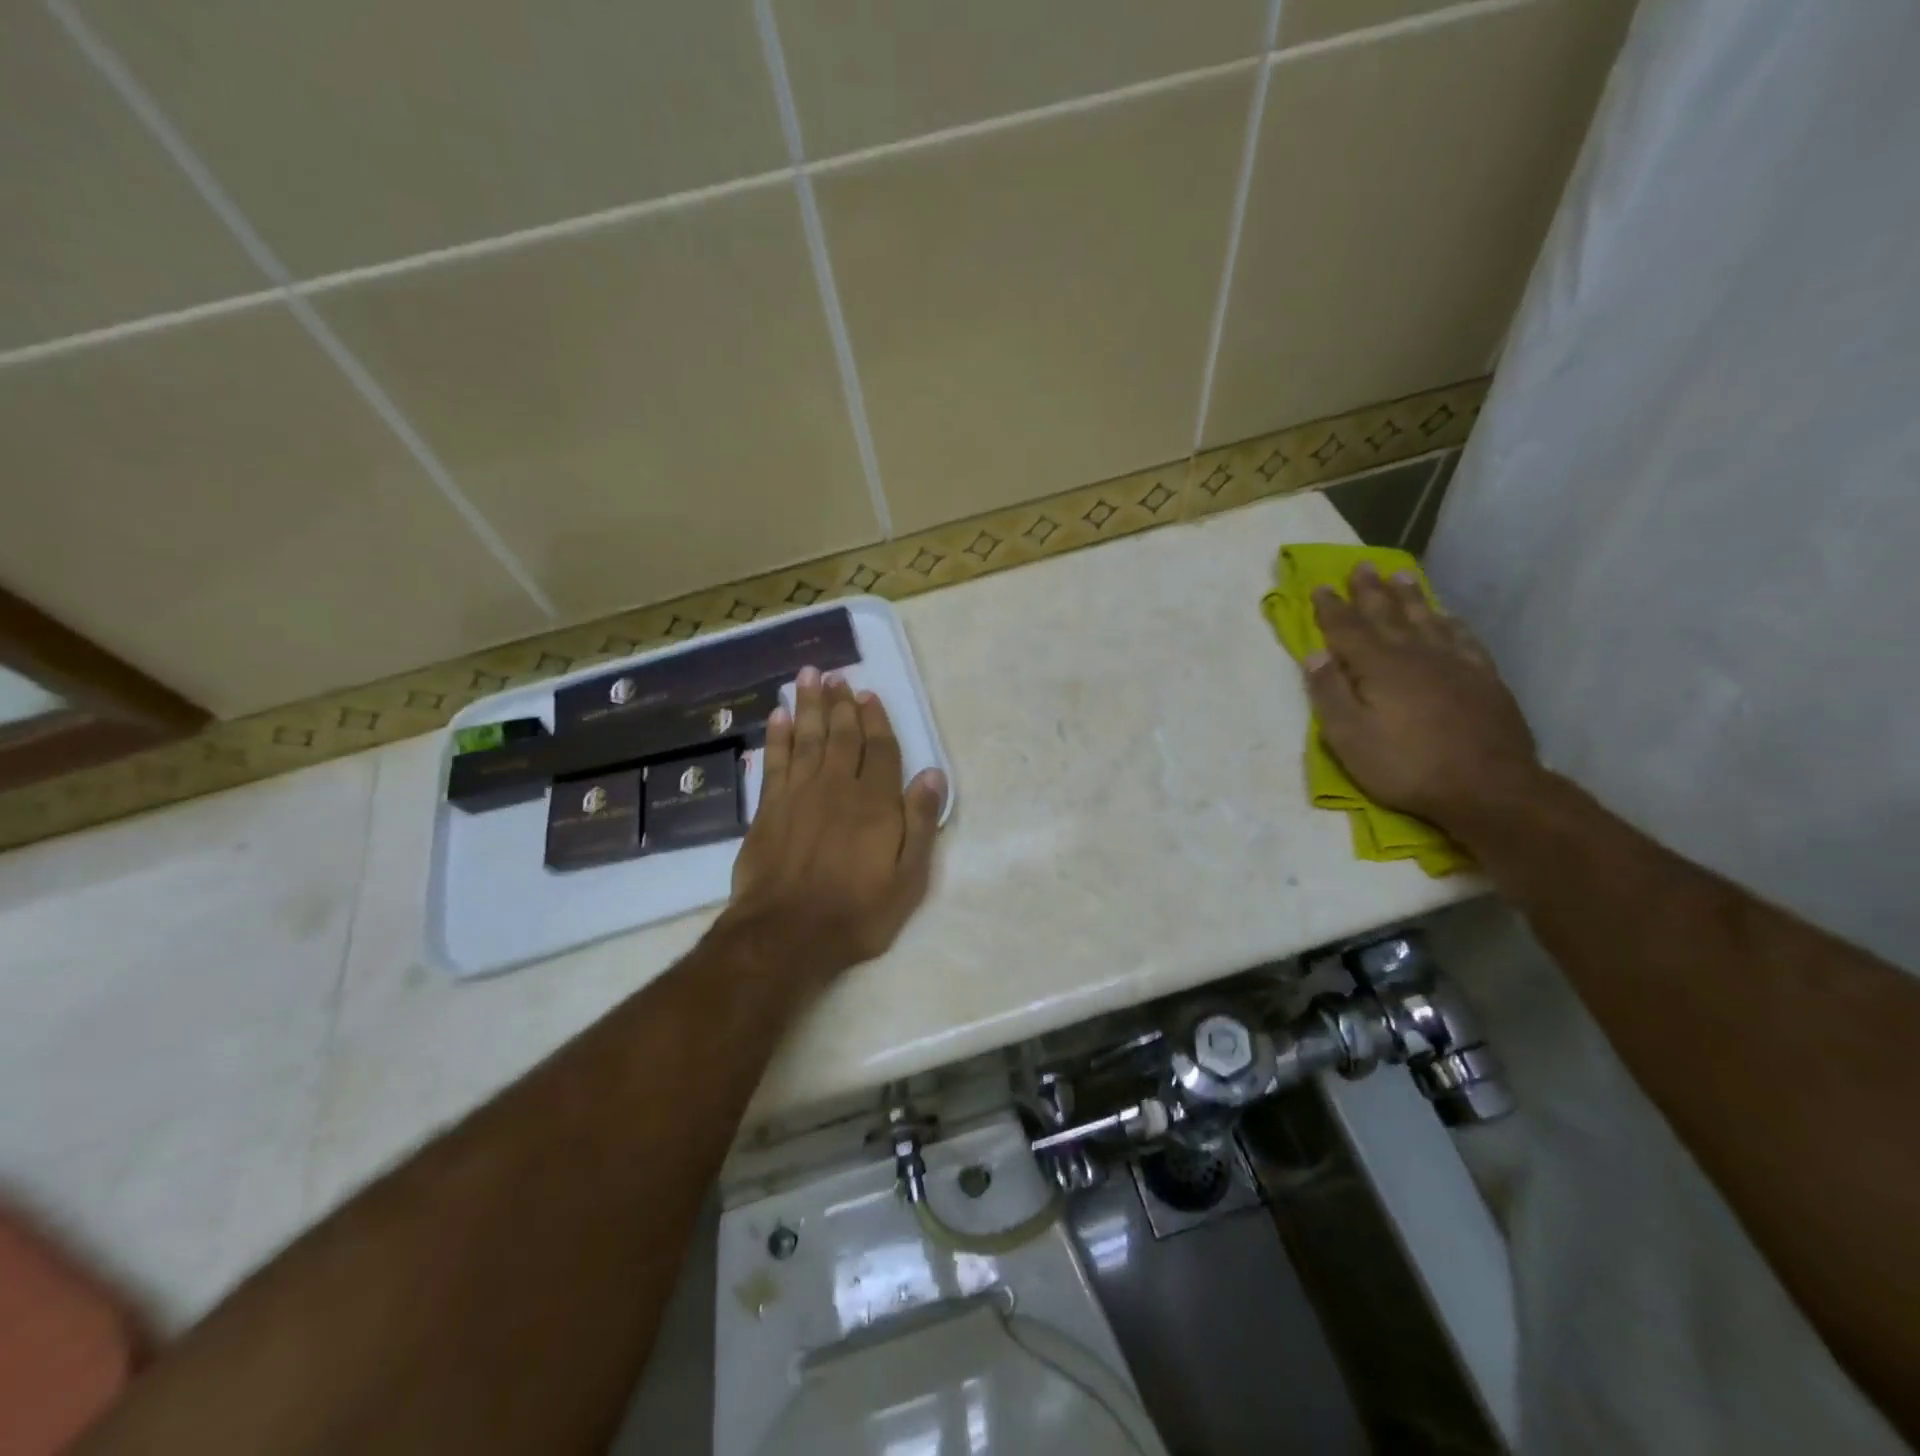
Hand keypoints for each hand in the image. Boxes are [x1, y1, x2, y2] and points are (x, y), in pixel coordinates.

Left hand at [719, 667, 946, 987]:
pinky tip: (778, 715)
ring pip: (807, 738)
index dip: (876, 720)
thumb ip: (920, 823)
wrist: (787, 934)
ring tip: (809, 677)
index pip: (880, 750)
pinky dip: (777, 736)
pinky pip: (774, 760)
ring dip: (809, 705)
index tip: (869, 694)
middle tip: (836, 675)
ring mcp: (799, 794)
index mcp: (876, 803)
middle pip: (842, 735)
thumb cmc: (856, 911)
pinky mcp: (768, 808)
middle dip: (841, 703)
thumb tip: (933, 775)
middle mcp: (838, 787)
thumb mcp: (907, 878)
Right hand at [1304, 563, 1539, 825]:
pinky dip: (1451, 623)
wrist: (1489, 788)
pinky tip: (1448, 618)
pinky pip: (1464, 639)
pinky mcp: (1484, 679)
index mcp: (1379, 667)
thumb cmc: (1406, 766)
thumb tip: (1314, 654)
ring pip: (1427, 620)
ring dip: (1411, 598)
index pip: (1348, 629)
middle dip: (1370, 591)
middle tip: (1361, 566)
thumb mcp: (1349, 738)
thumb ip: (1329, 693)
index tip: (1320, 586)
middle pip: (1388, 615)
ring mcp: (1455, 664)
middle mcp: (1416, 655)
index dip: (1331, 608)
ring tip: (1401, 576)